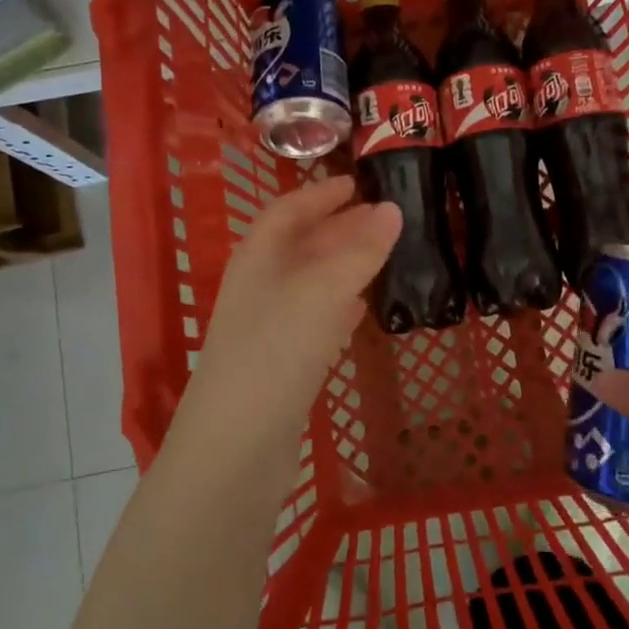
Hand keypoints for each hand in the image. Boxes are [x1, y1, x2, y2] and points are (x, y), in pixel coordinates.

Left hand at [176, 177, 399, 448]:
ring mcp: (270, 327)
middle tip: (384, 217)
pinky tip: (361, 308)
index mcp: (258, 257)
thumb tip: (392, 209)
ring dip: (344, 265)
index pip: (289, 210)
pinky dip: (339, 306)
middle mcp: (260, 285)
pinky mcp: (283, 364)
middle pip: (301, 244)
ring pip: (311, 282)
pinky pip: (315, 319)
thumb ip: (359, 251)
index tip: (357, 182)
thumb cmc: (275, 350)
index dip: (321, 194)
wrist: (236, 445)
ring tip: (383, 255)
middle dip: (340, 227)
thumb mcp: (322, 291)